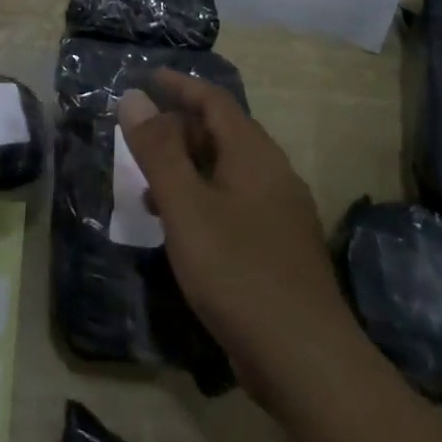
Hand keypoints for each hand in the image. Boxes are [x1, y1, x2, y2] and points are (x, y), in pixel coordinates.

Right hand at [118, 69, 355, 397]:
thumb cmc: (238, 271)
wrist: (307, 363)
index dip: (179, 86)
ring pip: (226, 172)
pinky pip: (234, 204)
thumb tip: (134, 97)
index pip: (214, 100)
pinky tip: (181, 231)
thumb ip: (157, 149)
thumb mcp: (185, 205)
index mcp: (254, 154)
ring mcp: (280, 214)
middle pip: (221, 133)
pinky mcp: (278, 249)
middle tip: (138, 140)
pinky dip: (202, 201)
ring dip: (186, 169)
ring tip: (148, 191)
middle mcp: (272, 174)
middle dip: (177, 130)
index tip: (146, 78)